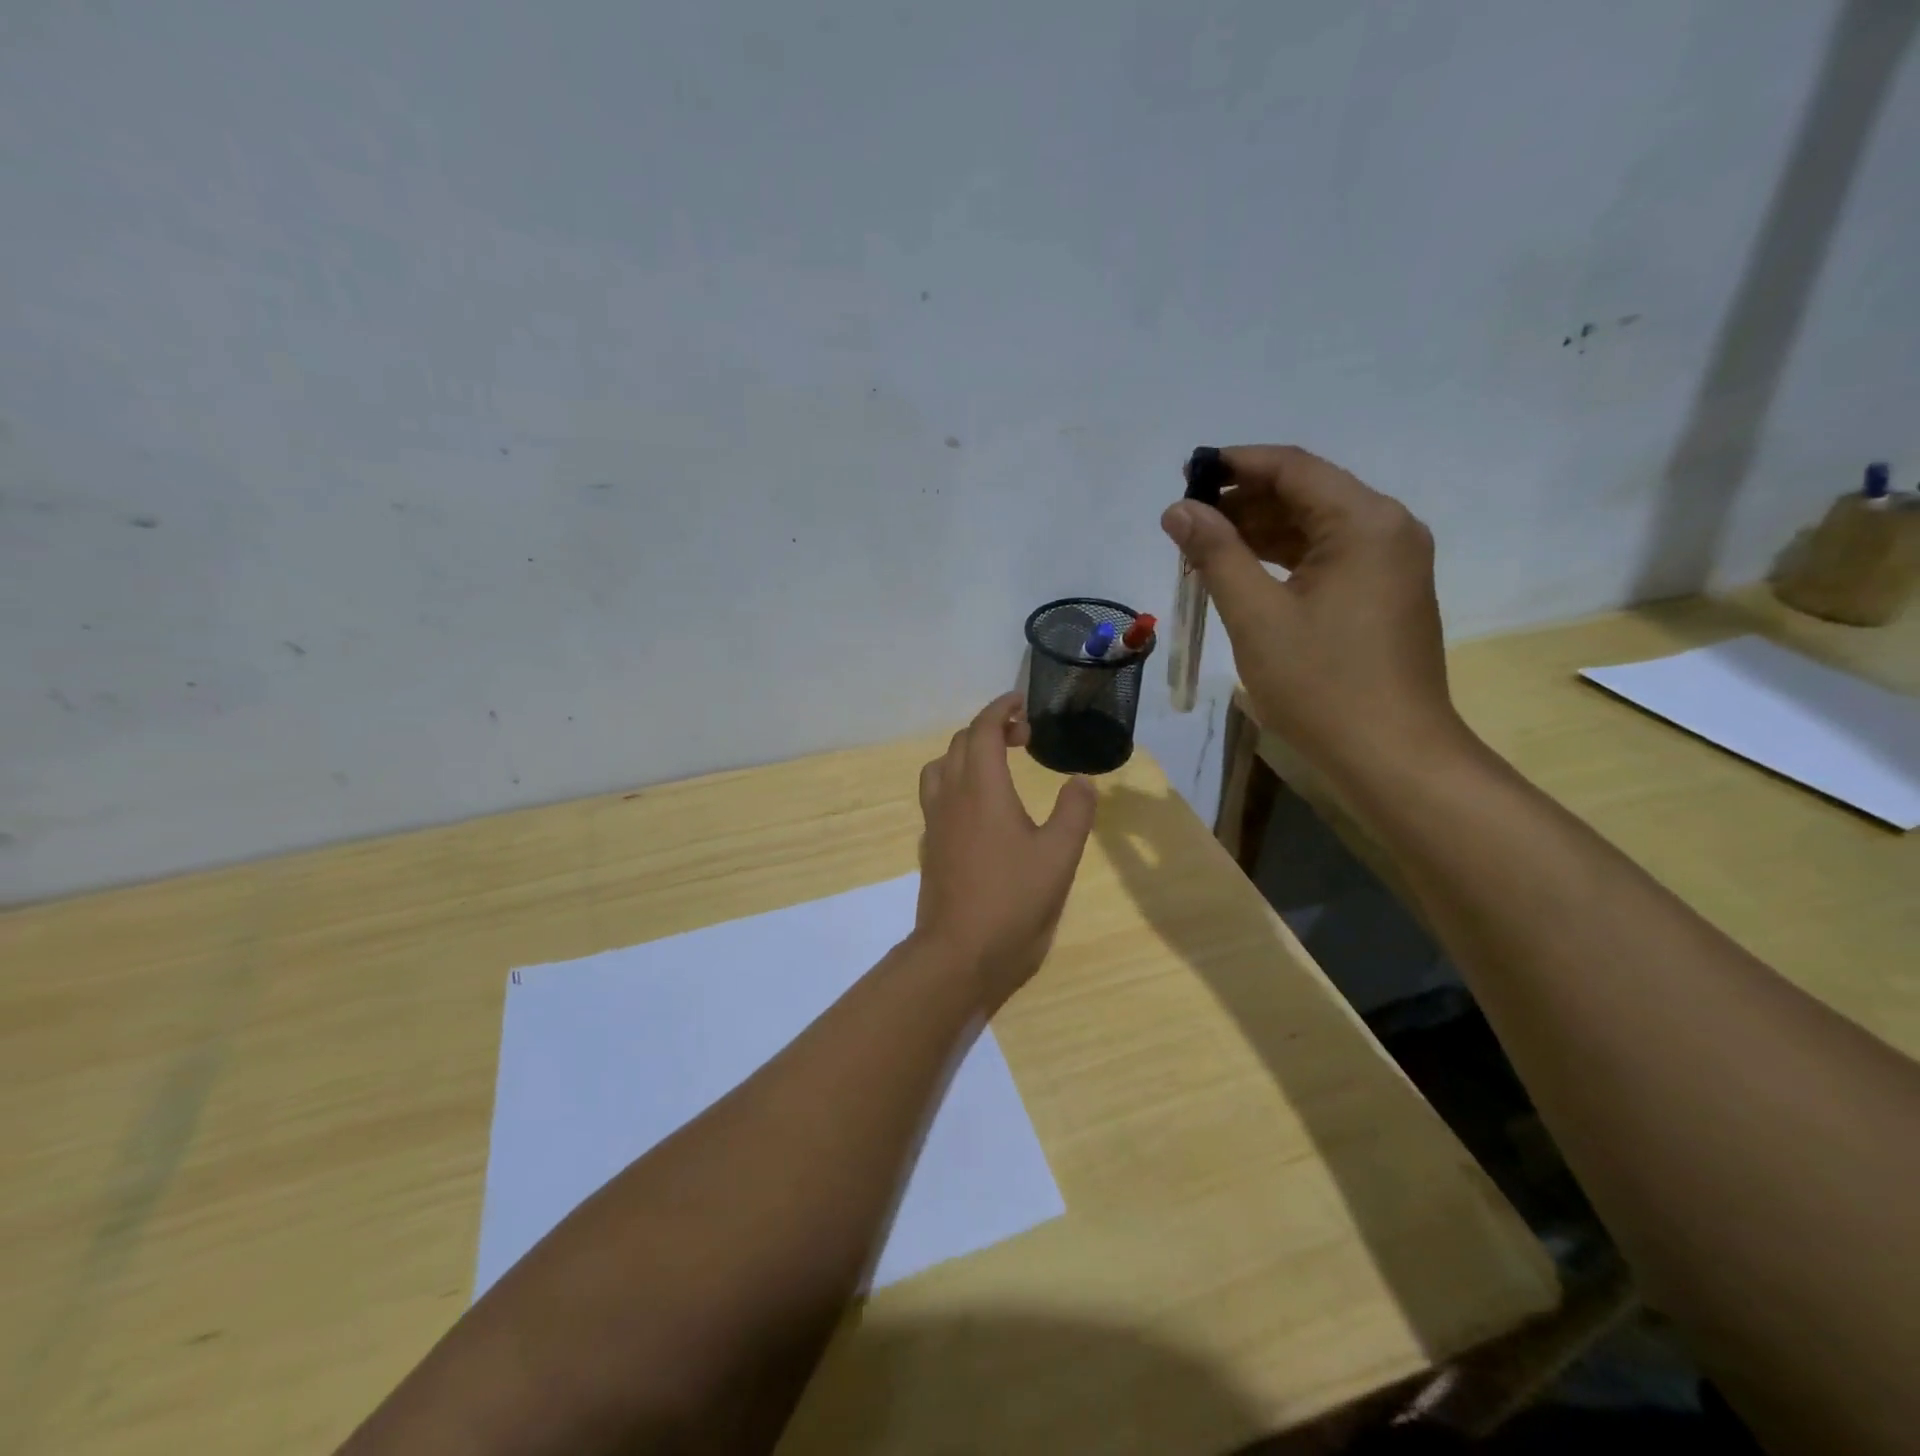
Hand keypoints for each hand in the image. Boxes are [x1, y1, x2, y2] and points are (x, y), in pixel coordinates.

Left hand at [914, 693, 1097, 1010]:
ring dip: (965, 752)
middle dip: (989, 728)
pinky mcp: (931, 845)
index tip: (1021, 703)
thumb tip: (1080, 780)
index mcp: (983, 789)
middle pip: (960, 743)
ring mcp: (936, 822)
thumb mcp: (1059, 856)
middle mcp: (952, 796)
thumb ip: (1074, 811)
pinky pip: (936, 795)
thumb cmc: (1013, 900)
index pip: (983, 730)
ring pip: (940, 767)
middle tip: (1022, 736)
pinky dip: (955, 781)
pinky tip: (978, 807)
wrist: (959, 953)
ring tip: (996, 764)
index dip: (1001, 709)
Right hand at [1162, 445, 1471, 786]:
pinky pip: (1326, 558)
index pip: (1292, 468)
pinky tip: (1242, 574)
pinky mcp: (1383, 594)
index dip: (1235, 464)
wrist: (1391, 755)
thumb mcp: (1256, 616)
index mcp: (1364, 522)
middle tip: (1185, 522)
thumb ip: (1216, 554)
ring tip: (1202, 550)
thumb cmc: (1321, 684)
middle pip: (1306, 493)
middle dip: (1243, 502)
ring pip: (1314, 527)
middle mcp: (1387, 529)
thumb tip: (1178, 510)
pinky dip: (1282, 560)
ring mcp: (1390, 563)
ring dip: (1258, 532)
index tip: (1185, 475)